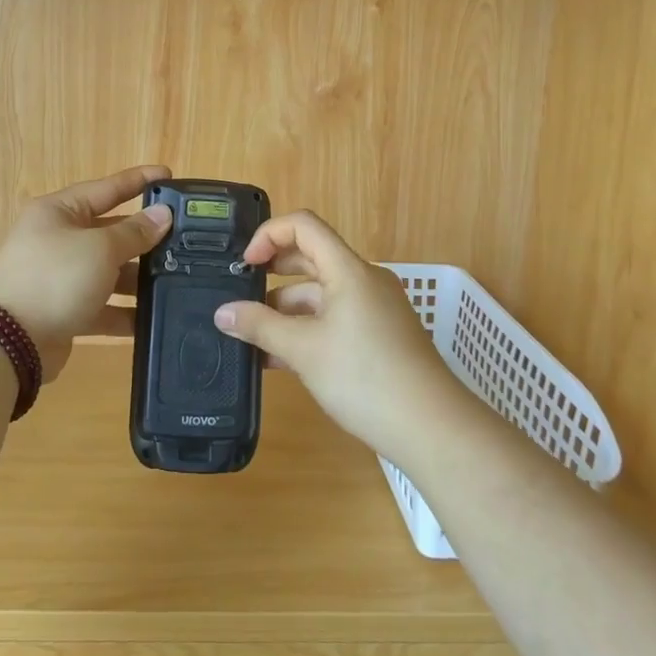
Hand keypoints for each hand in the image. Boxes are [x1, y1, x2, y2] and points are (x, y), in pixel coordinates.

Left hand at [0, 165, 172, 381]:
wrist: (7, 342)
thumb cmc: (55, 277)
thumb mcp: (100, 248)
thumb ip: (134, 232)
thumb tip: (162, 215)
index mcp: (60, 211)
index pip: (107, 188)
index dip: (139, 181)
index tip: (169, 175)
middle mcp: (57, 239)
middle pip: (109, 231)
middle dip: (143, 237)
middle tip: (183, 238)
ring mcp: (59, 277)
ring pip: (107, 271)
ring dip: (136, 278)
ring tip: (175, 281)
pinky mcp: (63, 311)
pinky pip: (100, 306)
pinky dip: (123, 312)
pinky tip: (151, 319)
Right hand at [213, 210, 465, 463]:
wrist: (433, 429)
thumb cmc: (365, 378)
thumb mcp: (304, 351)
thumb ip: (259, 327)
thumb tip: (222, 313)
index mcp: (349, 270)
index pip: (304, 226)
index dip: (269, 235)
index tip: (245, 265)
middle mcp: (364, 280)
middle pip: (312, 258)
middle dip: (273, 273)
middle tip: (240, 294)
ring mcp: (375, 310)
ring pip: (321, 294)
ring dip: (286, 309)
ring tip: (253, 337)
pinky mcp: (380, 337)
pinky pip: (334, 319)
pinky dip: (307, 330)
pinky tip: (280, 358)